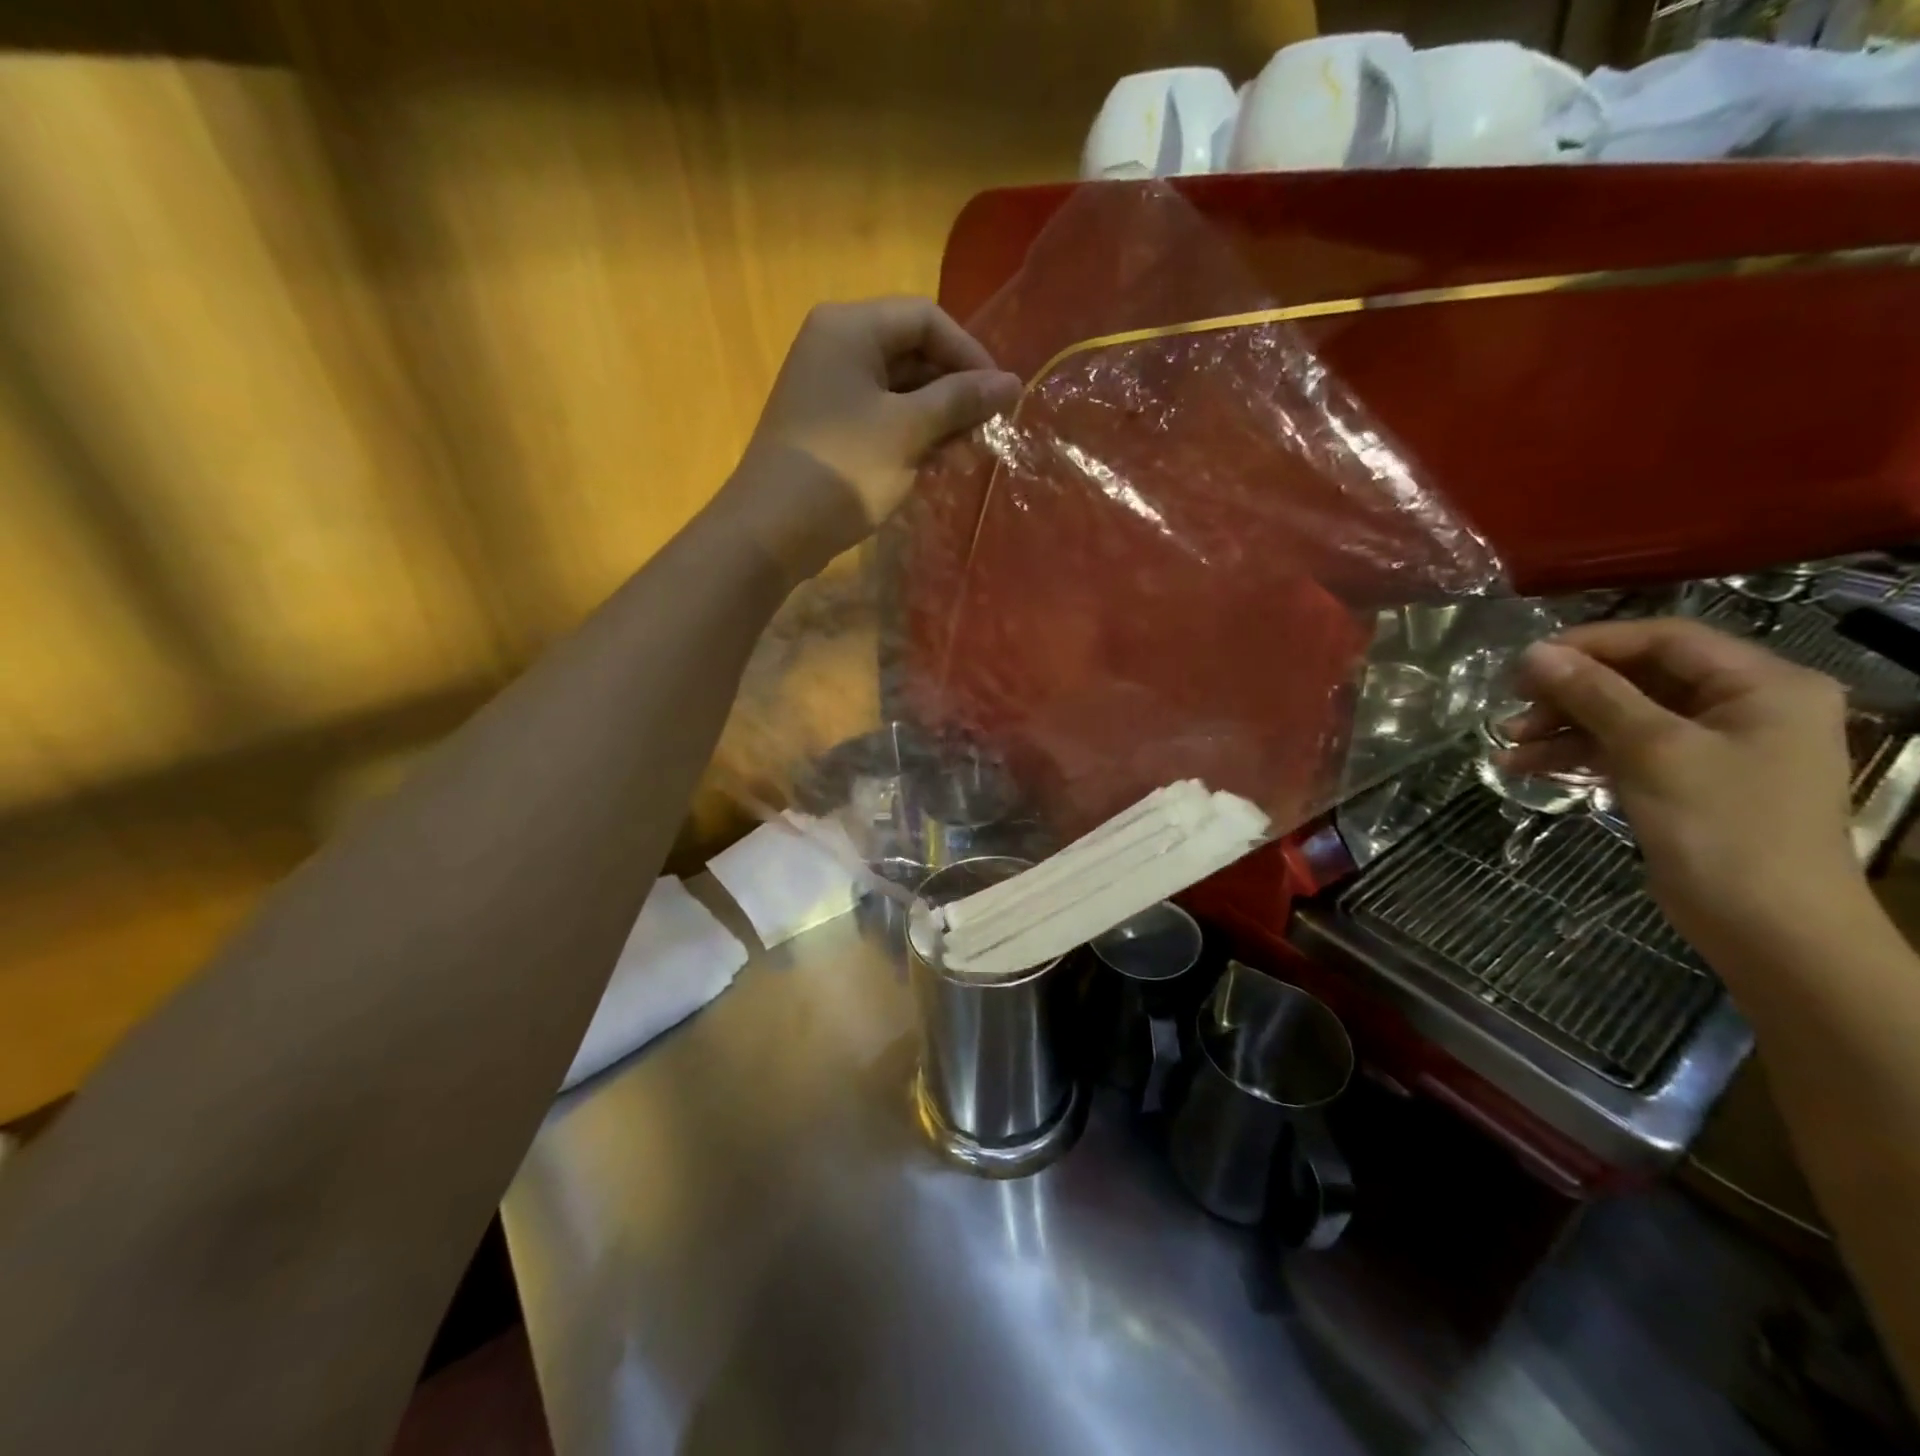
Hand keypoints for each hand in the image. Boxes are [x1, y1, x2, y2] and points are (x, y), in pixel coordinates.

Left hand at [719, 296, 1020, 582]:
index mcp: (850, 328)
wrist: (772, 530)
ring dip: (937, 418)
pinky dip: (911, 435)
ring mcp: (829, 388)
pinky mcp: (829, 426)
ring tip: (963, 455)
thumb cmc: (844, 470)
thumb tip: (1011, 382)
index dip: (969, 354)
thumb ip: (961, 401)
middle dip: (953, 391)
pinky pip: (881, 416)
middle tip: (984, 431)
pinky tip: (934, 465)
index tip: (999, 396)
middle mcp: (836, 346)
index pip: (926, 319)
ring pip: (900, 389)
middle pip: (913, 352)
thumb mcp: (909, 431)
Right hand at [1501, 618, 1860, 961]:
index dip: (1593, 644)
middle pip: (1640, 678)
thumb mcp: (1653, 750)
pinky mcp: (1685, 779)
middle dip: (1570, 692)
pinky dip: (1577, 755)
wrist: (1768, 927)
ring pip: (1623, 716)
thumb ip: (1594, 695)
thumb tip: (1533, 653)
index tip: (1527, 661)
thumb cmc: (1723, 826)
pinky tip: (1526, 766)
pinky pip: (1623, 750)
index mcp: (1764, 685)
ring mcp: (1714, 745)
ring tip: (1506, 743)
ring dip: (1563, 726)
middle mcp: (1744, 706)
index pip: (1666, 639)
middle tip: (1512, 704)